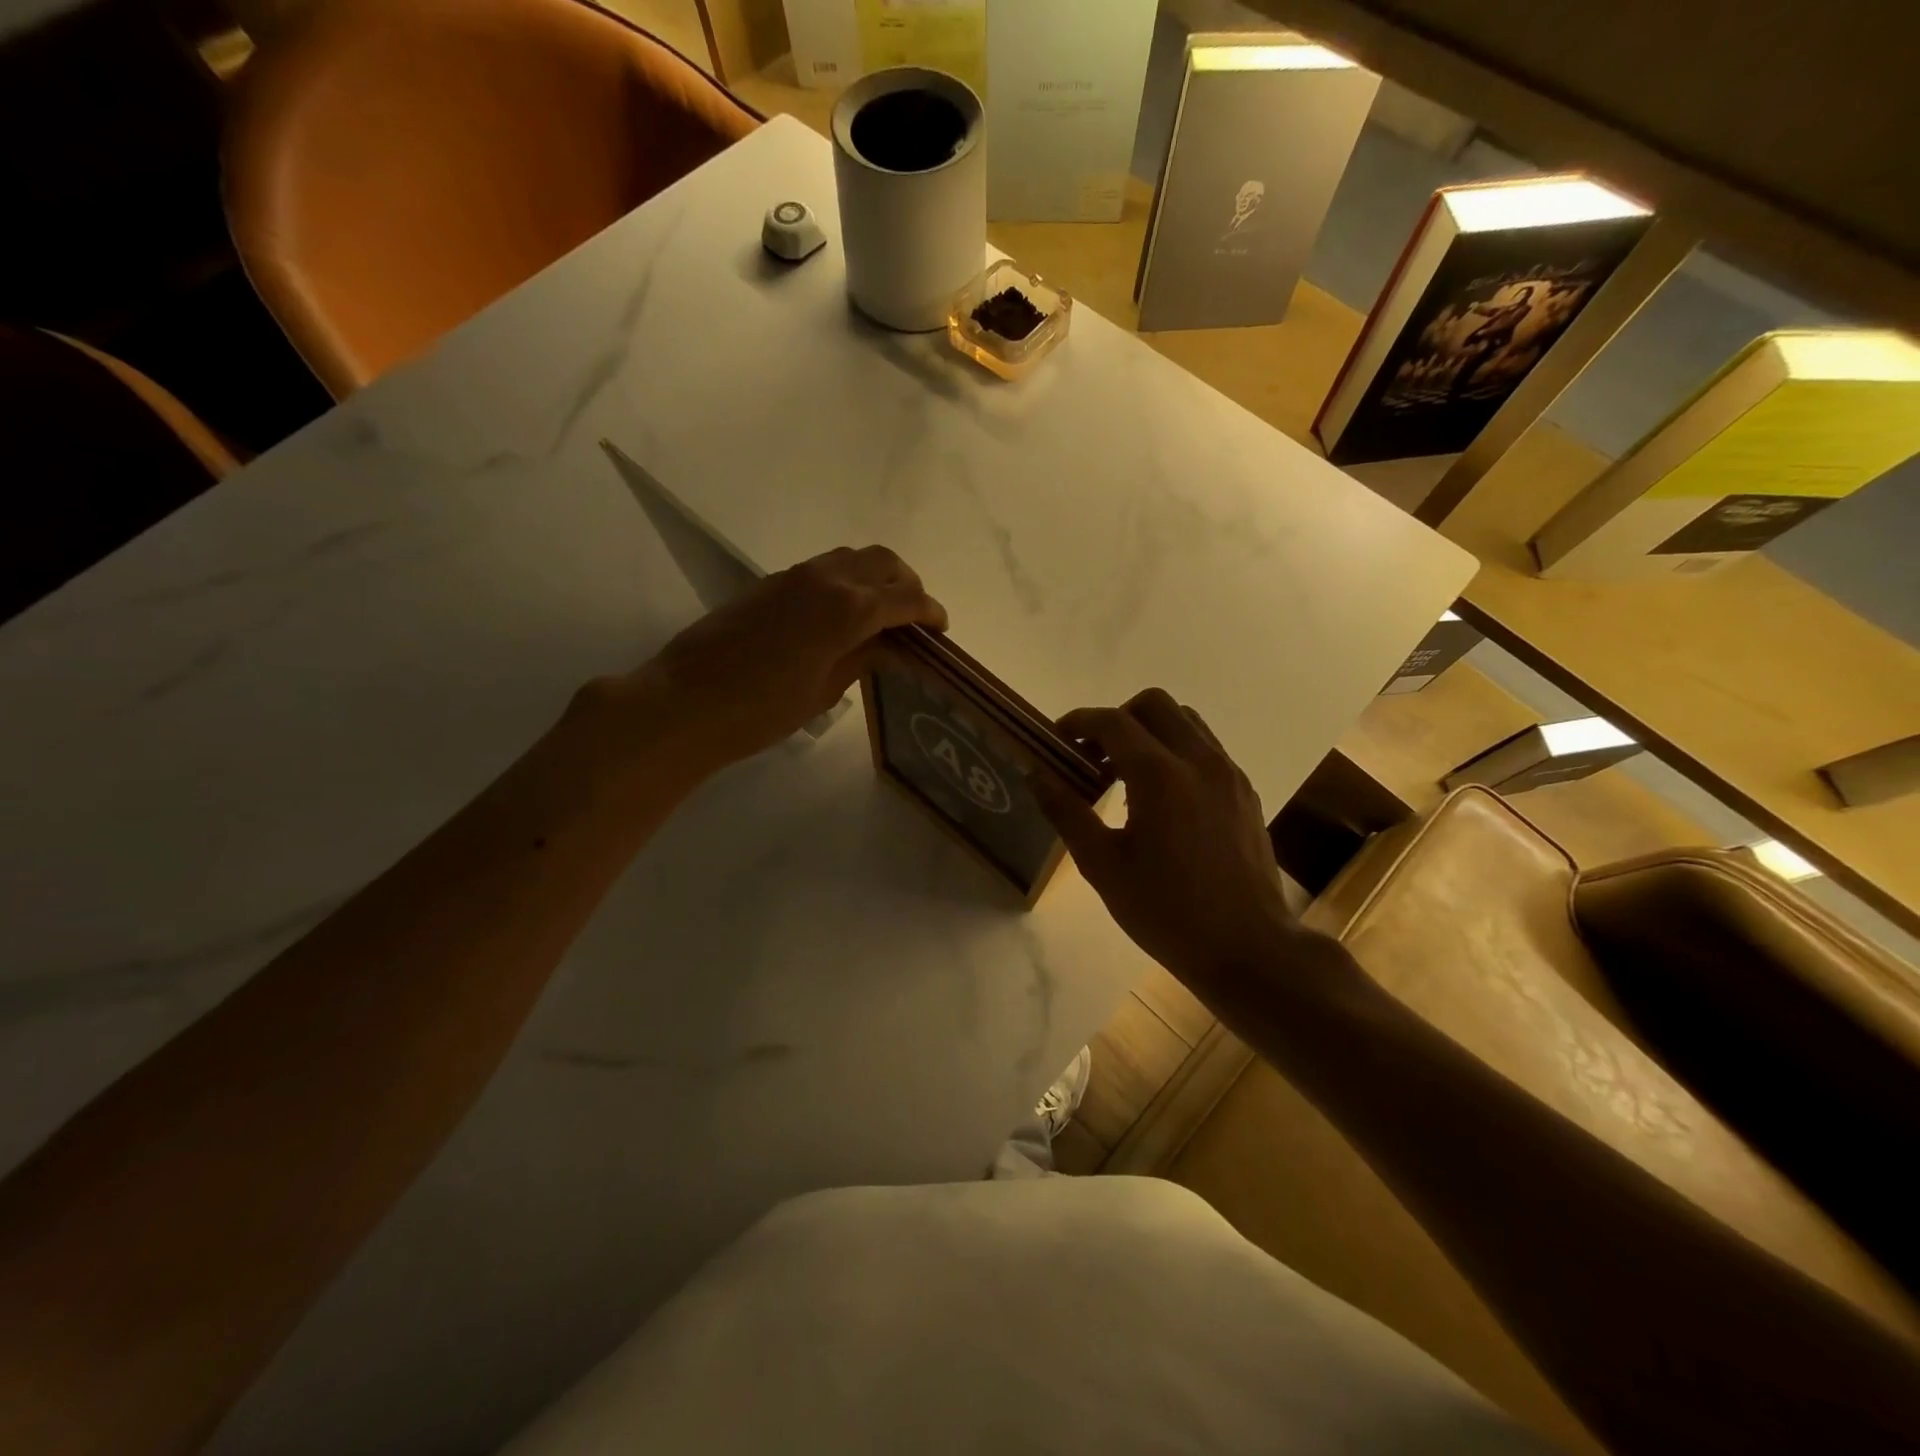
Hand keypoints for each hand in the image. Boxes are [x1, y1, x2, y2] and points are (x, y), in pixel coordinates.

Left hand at [619, 545, 945, 771]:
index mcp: (847, 608)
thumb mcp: (824, 690)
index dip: (929, 612)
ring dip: (876, 578)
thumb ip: (864, 657)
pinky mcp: (770, 583)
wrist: (685, 703)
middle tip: (914, 620)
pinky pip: (824, 568)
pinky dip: (847, 581)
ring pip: (852, 558)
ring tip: (882, 616)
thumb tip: (894, 645)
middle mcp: (825, 579)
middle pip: (883, 562)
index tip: (940, 630)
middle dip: (907, 585)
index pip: (904, 598)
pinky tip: (842, 616)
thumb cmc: (761, 710)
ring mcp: (794, 576)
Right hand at [1035, 689, 1296, 994]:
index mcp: (1160, 776)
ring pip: (1186, 721)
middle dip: (1117, 718)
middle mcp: (1199, 761)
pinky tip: (1161, 797)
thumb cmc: (1166, 911)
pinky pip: (1206, 748)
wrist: (1248, 949)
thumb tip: (1036, 773)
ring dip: (1149, 732)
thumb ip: (1067, 812)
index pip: (1113, 722)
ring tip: (1125, 774)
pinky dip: (1176, 751)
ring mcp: (1229, 774)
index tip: (1058, 738)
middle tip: (1094, 755)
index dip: (1079, 722)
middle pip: (1154, 704)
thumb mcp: (1103, 866)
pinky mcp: (1245, 792)